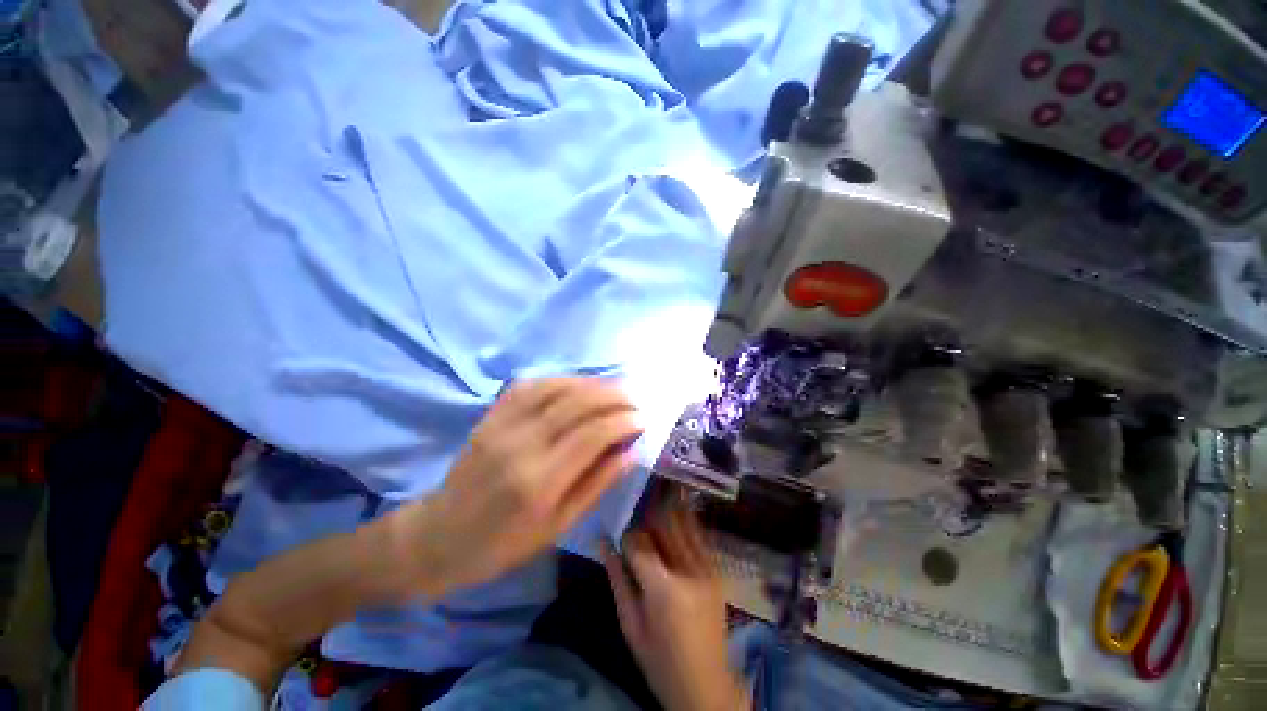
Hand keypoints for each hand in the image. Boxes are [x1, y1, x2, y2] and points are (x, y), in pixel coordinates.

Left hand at [399, 378, 642, 595]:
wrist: (439, 536)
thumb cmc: (503, 544)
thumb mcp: (558, 526)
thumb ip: (597, 483)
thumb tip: (632, 451)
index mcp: (540, 482)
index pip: (593, 434)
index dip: (623, 421)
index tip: (643, 419)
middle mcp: (522, 445)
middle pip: (577, 403)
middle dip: (614, 396)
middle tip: (635, 399)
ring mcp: (503, 424)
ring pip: (557, 387)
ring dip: (592, 383)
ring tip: (614, 389)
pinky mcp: (492, 415)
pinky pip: (532, 385)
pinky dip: (562, 379)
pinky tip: (579, 384)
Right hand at [603, 508, 749, 710]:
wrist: (705, 684)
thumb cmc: (659, 660)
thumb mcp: (630, 624)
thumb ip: (617, 578)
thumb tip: (602, 542)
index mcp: (663, 588)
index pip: (639, 543)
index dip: (627, 536)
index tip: (620, 538)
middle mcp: (689, 571)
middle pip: (664, 526)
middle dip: (647, 519)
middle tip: (637, 521)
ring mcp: (707, 569)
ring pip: (683, 524)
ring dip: (666, 514)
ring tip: (654, 512)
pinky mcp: (717, 571)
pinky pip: (699, 536)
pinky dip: (685, 524)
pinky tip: (675, 522)